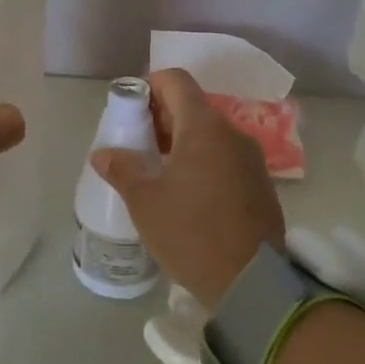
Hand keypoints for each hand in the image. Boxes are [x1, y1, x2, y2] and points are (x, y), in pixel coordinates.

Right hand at [90, 68, 284, 307]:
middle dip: (161, 118)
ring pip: (210, 133)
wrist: (253, 283)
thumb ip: (122, 169)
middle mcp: (232, 133)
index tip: (131, 112)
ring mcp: (251, 158)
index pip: (175, 80)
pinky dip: (203, 162)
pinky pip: (226, 157)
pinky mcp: (261, 183)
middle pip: (192, 106)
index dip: (149, 87)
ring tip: (158, 172)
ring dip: (182, 142)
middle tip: (137, 146)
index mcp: (203, 127)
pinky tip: (188, 194)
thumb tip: (103, 153)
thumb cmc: (191, 233)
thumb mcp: (145, 202)